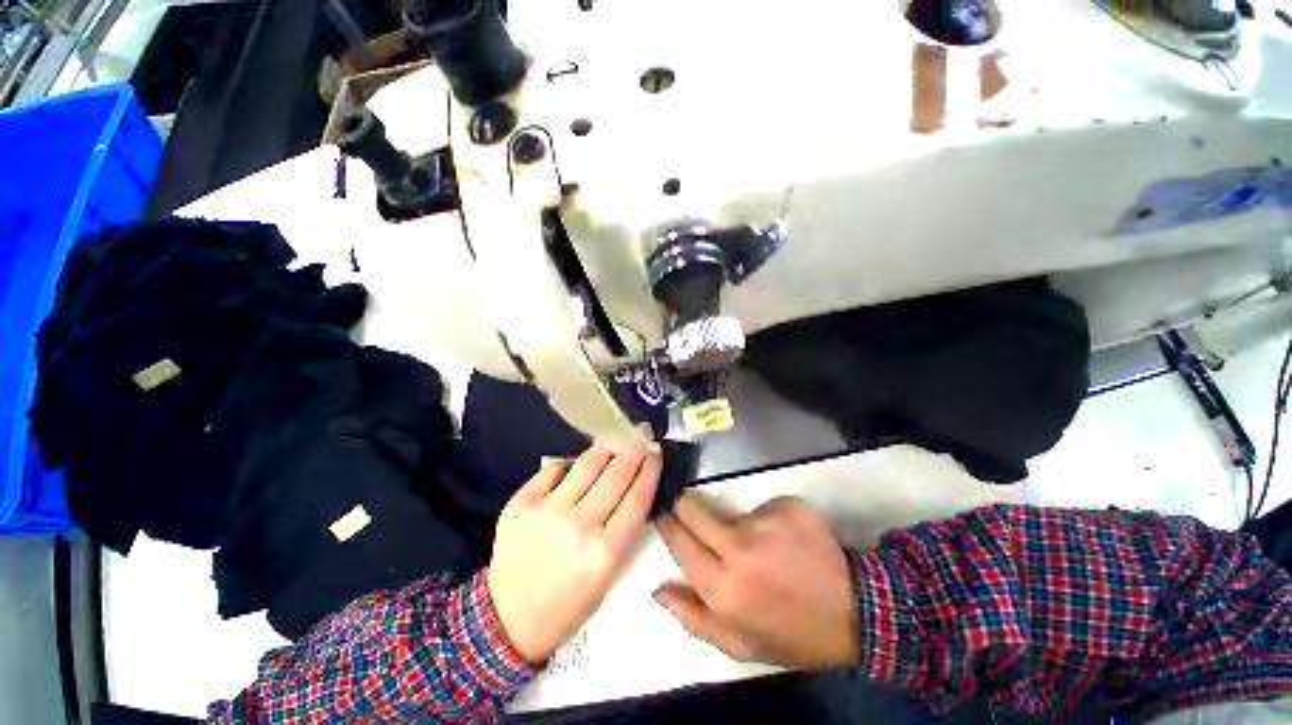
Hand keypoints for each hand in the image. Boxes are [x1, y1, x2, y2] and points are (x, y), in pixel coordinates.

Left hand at [487, 428, 661, 663]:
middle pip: (615, 474)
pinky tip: (577, 462)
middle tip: (641, 431)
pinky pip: (554, 469)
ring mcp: (547, 511)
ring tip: (616, 433)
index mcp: (606, 551)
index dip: (650, 469)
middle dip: (633, 448)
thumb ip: (623, 527)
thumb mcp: (609, 572)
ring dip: (606, 446)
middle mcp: (579, 526)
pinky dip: (569, 463)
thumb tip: (632, 483)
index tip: (656, 451)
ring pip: (586, 464)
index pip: (637, 497)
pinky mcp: (521, 503)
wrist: (508, 619)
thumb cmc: (569, 602)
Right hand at [654, 493, 859, 667]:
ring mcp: (764, 523)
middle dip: (683, 504)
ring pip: (729, 512)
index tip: (663, 513)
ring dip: (734, 524)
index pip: (678, 540)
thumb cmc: (790, 633)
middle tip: (687, 508)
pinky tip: (786, 541)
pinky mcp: (786, 507)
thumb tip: (658, 588)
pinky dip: (768, 521)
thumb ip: (692, 617)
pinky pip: (762, 508)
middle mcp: (738, 549)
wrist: (854, 612)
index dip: (667, 523)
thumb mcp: (738, 643)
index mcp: (722, 587)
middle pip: (692, 508)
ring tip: (759, 547)